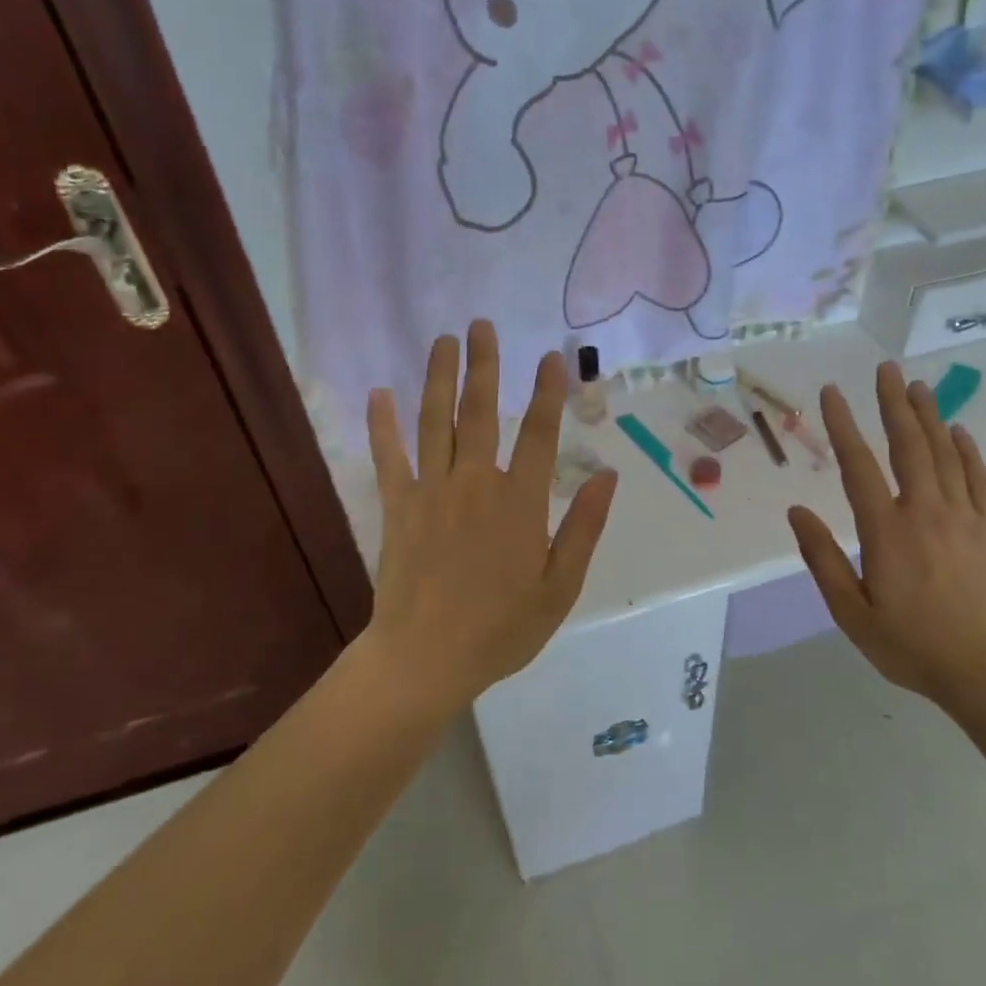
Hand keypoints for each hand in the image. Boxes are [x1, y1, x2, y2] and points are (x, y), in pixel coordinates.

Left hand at [364, 321, 617, 714]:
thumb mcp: (560, 586)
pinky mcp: (397, 507)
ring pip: (435, 423)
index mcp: (519, 502)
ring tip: (443, 340)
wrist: (425, 660)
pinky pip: (388, 458)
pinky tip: (379, 393)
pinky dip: (382, 425)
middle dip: (484, 366)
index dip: (547, 392)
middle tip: (482, 325)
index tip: (551, 357)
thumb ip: (584, 527)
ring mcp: (430, 492)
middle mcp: (475, 484)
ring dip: (439, 378)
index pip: (539, 433)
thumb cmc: (502, 628)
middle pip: (481, 412)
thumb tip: (606, 476)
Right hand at [787, 363, 985, 705]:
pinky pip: (977, 476)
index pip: (858, 465)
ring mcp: (963, 515)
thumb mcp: (852, 613)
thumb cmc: (913, 646)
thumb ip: (823, 560)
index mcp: (886, 531)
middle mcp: (924, 510)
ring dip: (928, 415)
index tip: (831, 392)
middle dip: (893, 403)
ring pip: (943, 452)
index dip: (842, 425)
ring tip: (917, 386)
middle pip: (907, 444)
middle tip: (886, 368)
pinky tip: (958, 431)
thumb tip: (797, 512)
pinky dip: (966, 450)